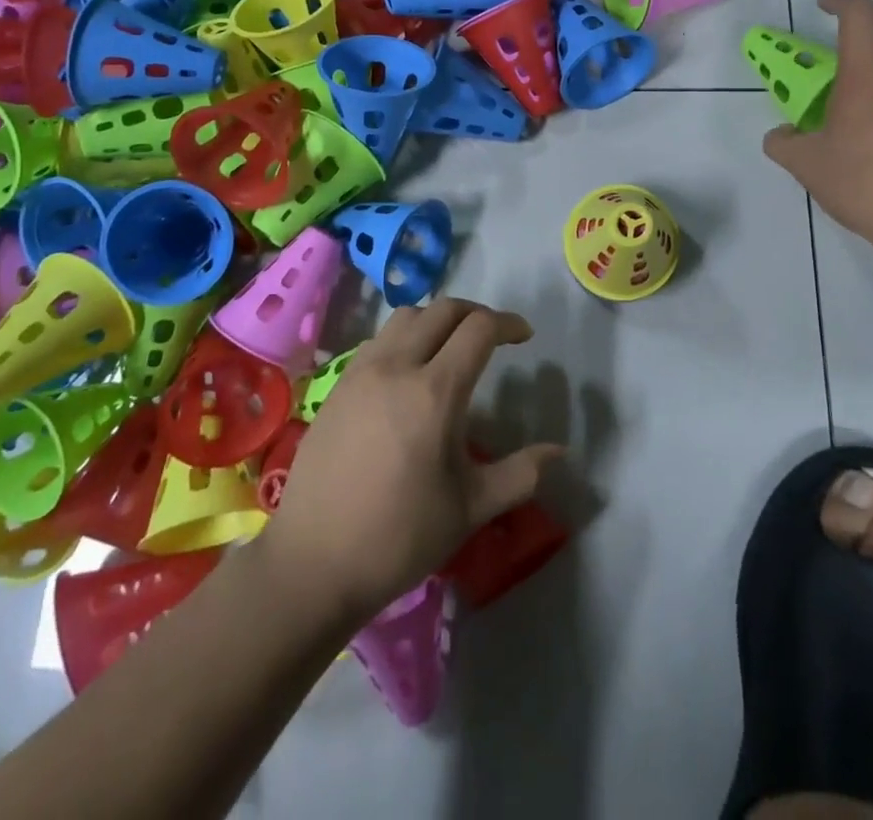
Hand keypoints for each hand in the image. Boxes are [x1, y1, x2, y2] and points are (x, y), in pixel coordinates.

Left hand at [259, 298, 562, 624]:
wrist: (312, 562)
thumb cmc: (399, 537)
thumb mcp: (470, 508)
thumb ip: (520, 474)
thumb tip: (559, 451)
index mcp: (435, 392)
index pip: (478, 329)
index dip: (508, 323)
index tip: (524, 336)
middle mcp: (397, 366)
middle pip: (443, 309)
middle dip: (476, 313)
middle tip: (494, 335)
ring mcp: (361, 371)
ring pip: (406, 317)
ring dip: (437, 319)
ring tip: (452, 346)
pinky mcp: (338, 384)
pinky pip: (379, 339)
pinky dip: (406, 336)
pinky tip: (411, 371)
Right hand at [763, 0, 872, 255]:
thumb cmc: (865, 186)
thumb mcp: (807, 167)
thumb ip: (783, 143)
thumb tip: (779, 135)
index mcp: (865, 78)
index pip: (858, 14)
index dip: (839, 0)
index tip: (822, 8)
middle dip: (872, 25)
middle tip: (850, 51)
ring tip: (871, 88)